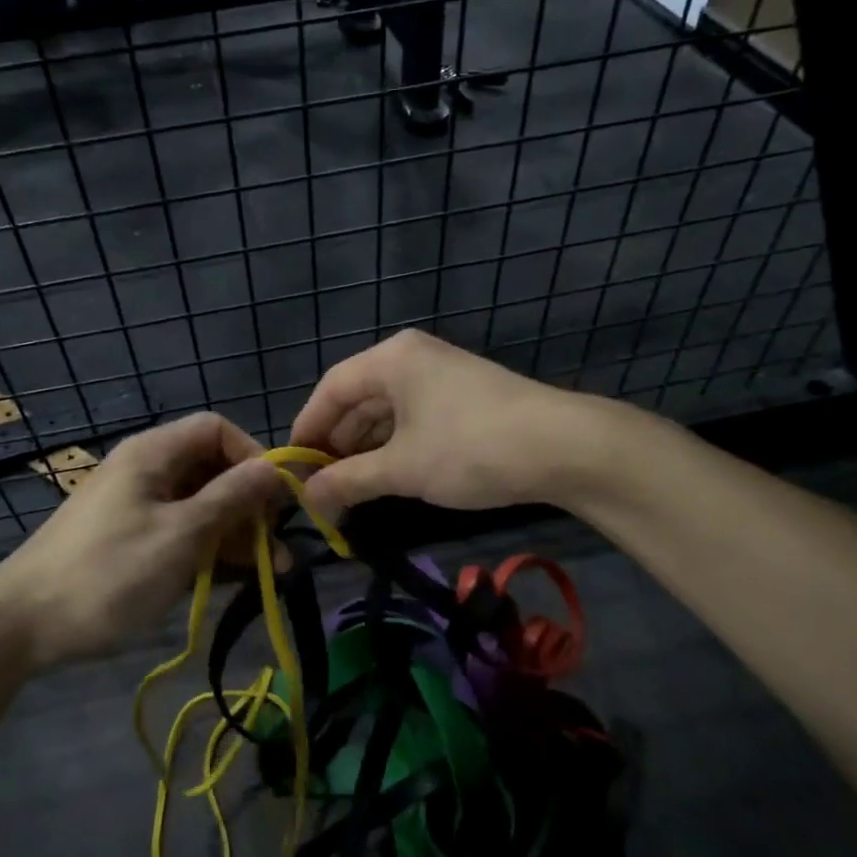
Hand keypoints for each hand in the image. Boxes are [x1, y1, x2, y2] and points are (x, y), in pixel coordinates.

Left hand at [0, 413, 283, 669]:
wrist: (22, 625)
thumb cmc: (109, 572)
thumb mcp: (181, 534)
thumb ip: (232, 498)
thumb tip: (276, 468)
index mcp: (154, 454)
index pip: (217, 430)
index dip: (253, 456)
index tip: (278, 498)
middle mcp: (148, 472)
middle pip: (212, 471)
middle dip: (251, 505)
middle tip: (280, 547)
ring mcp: (139, 508)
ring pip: (201, 507)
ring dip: (237, 535)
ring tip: (272, 573)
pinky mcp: (133, 542)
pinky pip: (182, 534)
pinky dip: (210, 552)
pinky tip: (236, 580)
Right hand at [290, 330, 589, 520]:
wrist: (563, 447)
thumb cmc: (469, 448)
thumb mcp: (402, 468)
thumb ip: (349, 480)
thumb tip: (308, 498)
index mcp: (391, 359)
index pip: (331, 389)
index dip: (307, 429)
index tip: (292, 468)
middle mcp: (412, 358)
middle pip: (358, 399)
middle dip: (337, 443)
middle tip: (320, 486)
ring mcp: (441, 376)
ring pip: (386, 411)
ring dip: (365, 449)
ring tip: (349, 489)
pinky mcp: (463, 397)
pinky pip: (413, 418)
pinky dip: (395, 446)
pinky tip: (387, 476)